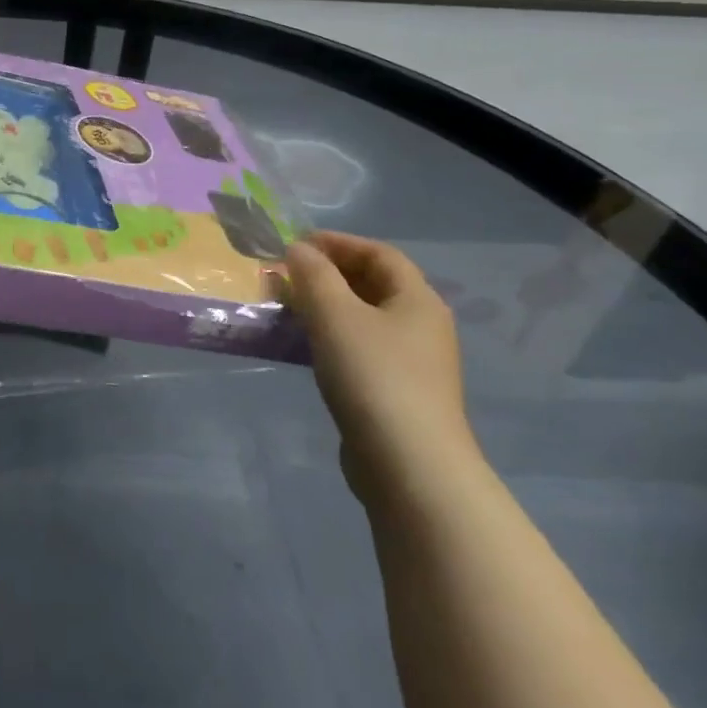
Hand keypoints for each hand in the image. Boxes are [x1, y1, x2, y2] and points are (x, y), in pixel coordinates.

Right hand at [284, 231, 477, 504]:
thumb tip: (298, 249)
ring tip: (286, 308)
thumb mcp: (335, 315)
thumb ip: (313, 275)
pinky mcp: (396, 392)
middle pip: (373, 284)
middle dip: (327, 274)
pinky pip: (360, 348)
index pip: (379, 253)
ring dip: (324, 306)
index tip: (294, 244)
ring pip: (363, 318)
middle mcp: (422, 325)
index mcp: (417, 300)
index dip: (337, 242)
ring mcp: (412, 362)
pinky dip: (330, 337)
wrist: (409, 465)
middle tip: (285, 276)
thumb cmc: (373, 376)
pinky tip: (304, 348)